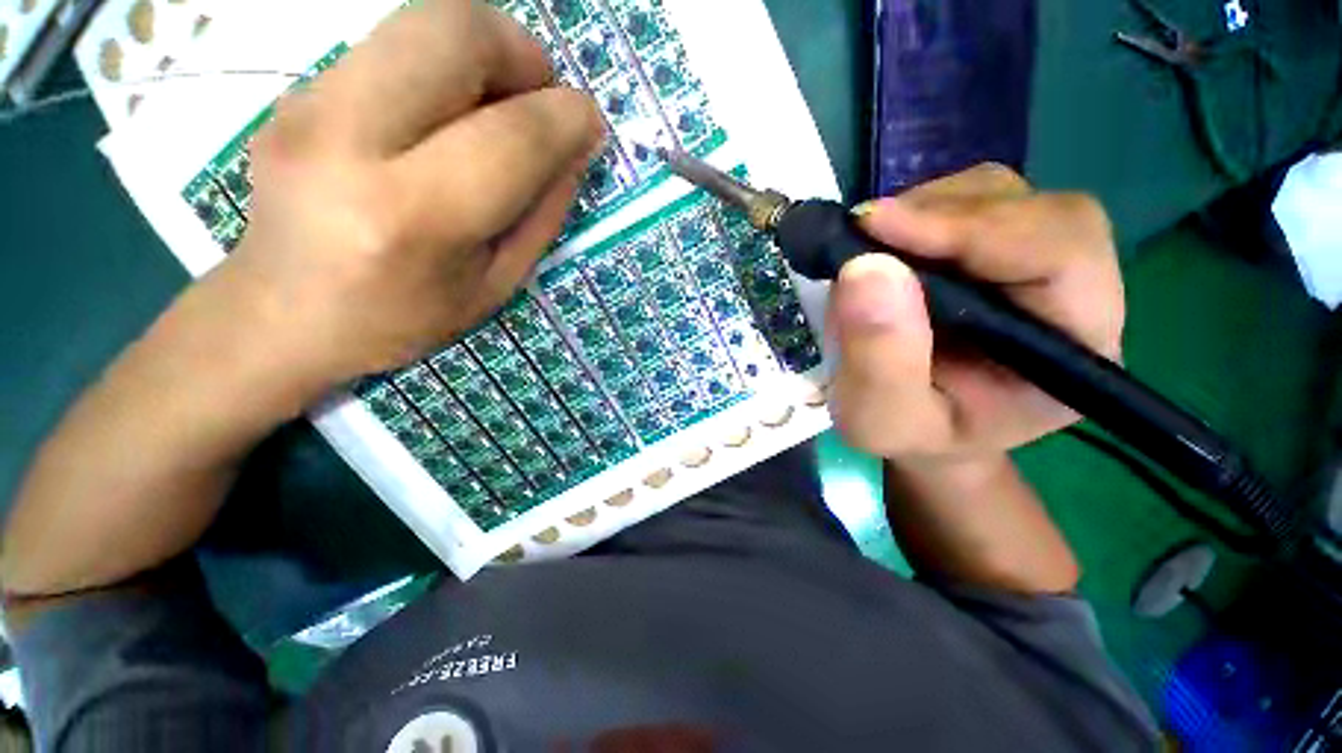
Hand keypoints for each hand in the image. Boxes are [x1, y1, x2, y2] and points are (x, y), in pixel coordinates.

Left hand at [213, 0, 602, 398]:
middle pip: (455, 33)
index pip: (511, 136)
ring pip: (422, 20)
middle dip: (523, 52)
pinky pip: (393, 45)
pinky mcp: (297, 88)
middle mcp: (349, 139)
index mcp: (413, 216)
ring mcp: (310, 101)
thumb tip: (574, 151)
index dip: (566, 118)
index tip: (590, 124)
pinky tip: (448, 117)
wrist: (281, 313)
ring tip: (500, 105)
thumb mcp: (495, 286)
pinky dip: (444, 67)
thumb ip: (542, 217)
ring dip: (486, 50)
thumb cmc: (402, 316)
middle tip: (540, 99)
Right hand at [828, 164, 1123, 461]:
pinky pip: (964, 203)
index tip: (879, 227)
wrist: (919, 426)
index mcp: (1074, 350)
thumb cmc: (909, 434)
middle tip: (864, 236)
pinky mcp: (994, 250)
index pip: (1060, 255)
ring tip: (869, 248)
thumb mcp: (882, 419)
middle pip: (1032, 210)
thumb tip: (865, 269)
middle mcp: (1072, 293)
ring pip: (997, 195)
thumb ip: (879, 359)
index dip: (974, 229)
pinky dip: (915, 213)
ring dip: (923, 211)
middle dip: (942, 215)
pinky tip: (884, 247)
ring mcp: (1033, 262)